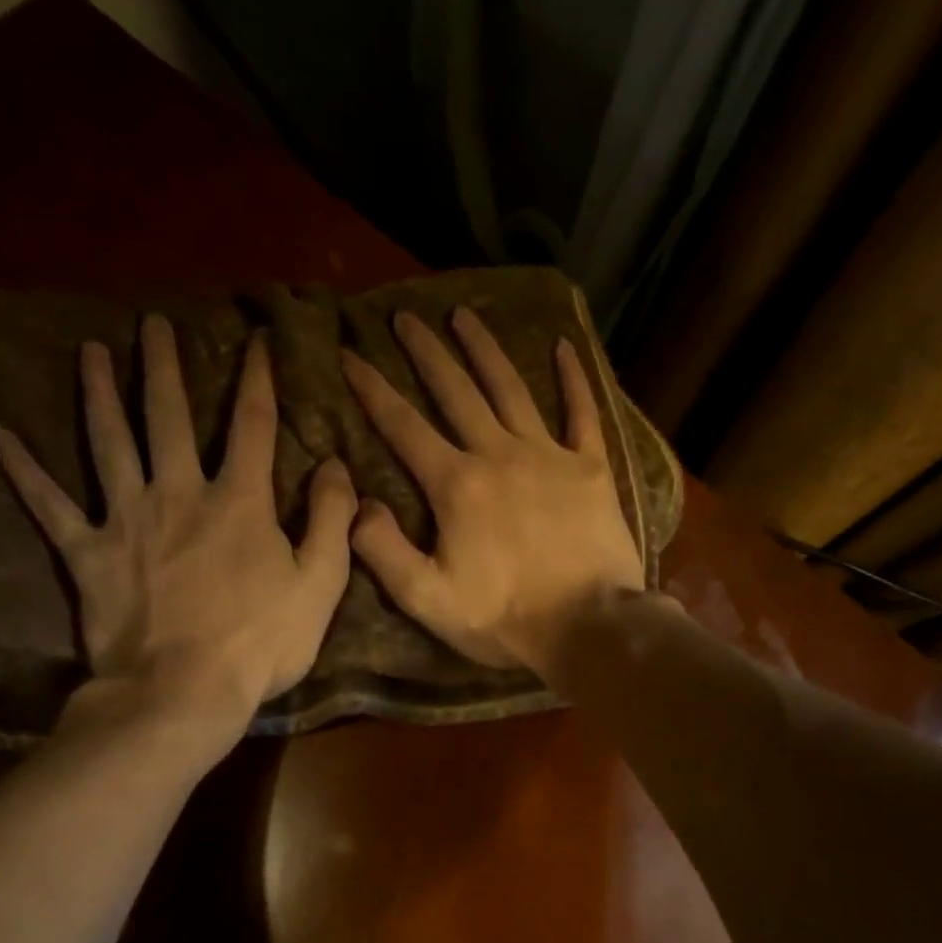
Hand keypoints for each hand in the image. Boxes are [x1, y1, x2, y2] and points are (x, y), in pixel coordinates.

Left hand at [0, 315, 355, 727]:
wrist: (183, 691)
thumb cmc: (261, 642)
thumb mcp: (320, 584)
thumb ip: (332, 520)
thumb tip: (335, 465)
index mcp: (239, 501)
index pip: (252, 425)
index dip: (258, 379)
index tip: (257, 339)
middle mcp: (178, 493)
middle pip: (168, 416)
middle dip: (164, 366)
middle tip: (154, 324)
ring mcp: (126, 519)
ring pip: (108, 442)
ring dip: (98, 393)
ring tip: (89, 352)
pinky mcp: (87, 553)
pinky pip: (49, 505)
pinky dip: (24, 471)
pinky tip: (0, 435)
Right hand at [342, 308, 643, 673]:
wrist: (589, 627)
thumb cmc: (505, 619)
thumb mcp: (428, 599)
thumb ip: (383, 550)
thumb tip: (357, 503)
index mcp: (457, 486)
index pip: (403, 427)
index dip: (373, 389)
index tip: (350, 354)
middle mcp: (499, 455)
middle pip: (456, 392)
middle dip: (426, 353)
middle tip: (406, 317)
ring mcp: (549, 457)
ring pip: (510, 389)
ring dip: (484, 350)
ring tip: (464, 315)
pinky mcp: (591, 469)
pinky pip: (582, 412)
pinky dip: (573, 378)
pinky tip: (564, 346)